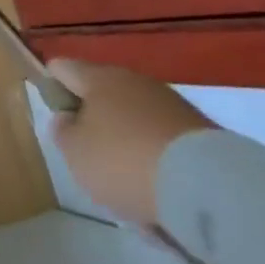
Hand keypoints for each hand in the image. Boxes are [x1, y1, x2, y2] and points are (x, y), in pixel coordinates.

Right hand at [47, 60, 215, 227]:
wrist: (212, 188)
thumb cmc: (125, 162)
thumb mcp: (75, 152)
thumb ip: (63, 131)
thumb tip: (69, 119)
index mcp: (99, 78)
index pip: (63, 68)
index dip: (52, 87)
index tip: (56, 117)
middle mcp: (136, 82)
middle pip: (104, 96)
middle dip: (96, 123)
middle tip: (91, 159)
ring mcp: (174, 106)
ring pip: (137, 122)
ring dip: (130, 146)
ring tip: (130, 187)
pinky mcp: (204, 134)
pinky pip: (166, 145)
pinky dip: (159, 164)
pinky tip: (160, 195)